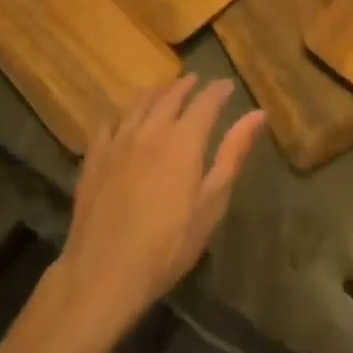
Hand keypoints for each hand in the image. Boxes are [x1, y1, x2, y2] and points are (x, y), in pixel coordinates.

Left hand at [53, 76, 264, 336]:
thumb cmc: (169, 243)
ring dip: (156, 92)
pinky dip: (124, 113)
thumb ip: (233, 153)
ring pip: (138, 103)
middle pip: (170, 95)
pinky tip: (125, 118)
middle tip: (197, 82)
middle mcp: (150, 129)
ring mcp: (118, 140)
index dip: (218, 90)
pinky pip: (110, 122)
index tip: (227, 85)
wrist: (105, 271)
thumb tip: (258, 114)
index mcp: (183, 139)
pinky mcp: (94, 156)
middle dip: (186, 86)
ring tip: (165, 90)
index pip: (205, 101)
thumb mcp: (212, 201)